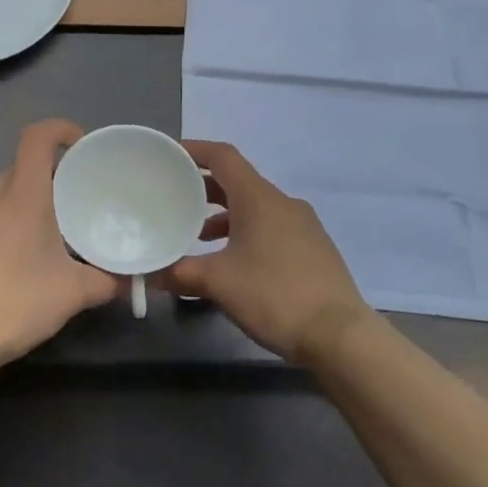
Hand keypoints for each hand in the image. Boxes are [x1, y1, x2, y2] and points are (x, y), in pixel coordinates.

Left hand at [0, 119, 117, 375]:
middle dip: (48, 180)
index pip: (36, 137)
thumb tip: (125, 280)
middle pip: (21, 170)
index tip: (81, 146)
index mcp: (22, 196)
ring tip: (40, 241)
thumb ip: (105, 281)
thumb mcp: (72, 294)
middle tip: (72, 207)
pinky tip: (4, 266)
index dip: (60, 129)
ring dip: (21, 207)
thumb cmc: (15, 305)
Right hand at [159, 140, 376, 361]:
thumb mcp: (217, 283)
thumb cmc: (274, 296)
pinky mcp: (312, 249)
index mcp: (259, 199)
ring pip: (254, 208)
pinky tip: (231, 262)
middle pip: (238, 182)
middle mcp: (283, 204)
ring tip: (197, 237)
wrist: (339, 336)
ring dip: (224, 216)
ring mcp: (303, 226)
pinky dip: (244, 233)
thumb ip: (178, 273)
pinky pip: (270, 228)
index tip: (168, 155)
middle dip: (203, 188)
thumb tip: (148, 274)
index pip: (223, 157)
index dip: (194, 150)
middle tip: (173, 198)